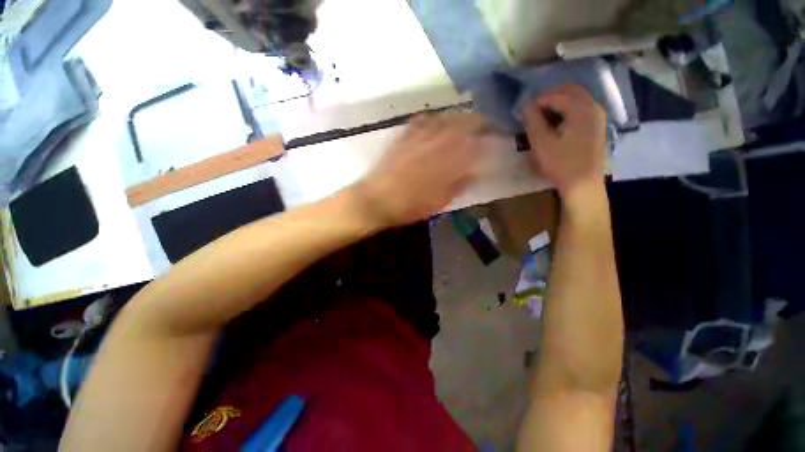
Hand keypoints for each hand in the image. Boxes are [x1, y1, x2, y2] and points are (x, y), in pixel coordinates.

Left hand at [354, 113, 488, 226]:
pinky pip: (424, 119)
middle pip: (465, 123)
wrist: (376, 199)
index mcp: (449, 161)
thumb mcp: (439, 202)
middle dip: (479, 123)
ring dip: (460, 118)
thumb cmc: (409, 206)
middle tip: (485, 128)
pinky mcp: (404, 135)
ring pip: (447, 118)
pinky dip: (435, 119)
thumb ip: (459, 184)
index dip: (489, 137)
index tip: (496, 137)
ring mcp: (419, 136)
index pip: (477, 142)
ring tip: (466, 123)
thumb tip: (475, 172)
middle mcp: (437, 143)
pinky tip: (438, 123)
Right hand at [523, 85, 607, 203]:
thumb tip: (525, 105)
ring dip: (559, 103)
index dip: (538, 100)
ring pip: (577, 99)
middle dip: (550, 97)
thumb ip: (533, 121)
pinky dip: (567, 110)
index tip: (524, 111)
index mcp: (582, 109)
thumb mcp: (542, 143)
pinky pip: (582, 109)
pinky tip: (556, 123)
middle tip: (533, 110)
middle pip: (571, 91)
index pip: (557, 95)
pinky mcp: (597, 127)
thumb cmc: (561, 164)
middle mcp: (594, 107)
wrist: (583, 185)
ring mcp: (598, 117)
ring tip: (542, 117)